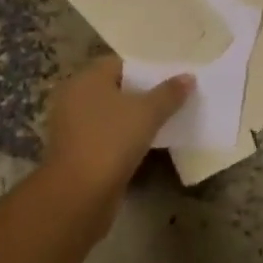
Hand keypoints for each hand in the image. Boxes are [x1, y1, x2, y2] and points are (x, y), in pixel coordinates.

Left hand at [43, 57, 191, 213]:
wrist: (77, 198)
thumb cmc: (111, 141)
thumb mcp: (148, 113)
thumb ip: (169, 93)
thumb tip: (188, 77)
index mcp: (87, 79)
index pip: (120, 63)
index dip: (146, 68)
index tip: (171, 75)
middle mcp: (75, 98)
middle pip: (116, 88)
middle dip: (142, 93)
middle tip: (172, 95)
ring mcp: (73, 128)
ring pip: (111, 114)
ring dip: (133, 118)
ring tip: (164, 119)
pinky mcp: (77, 154)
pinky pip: (106, 136)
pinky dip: (123, 137)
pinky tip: (146, 142)